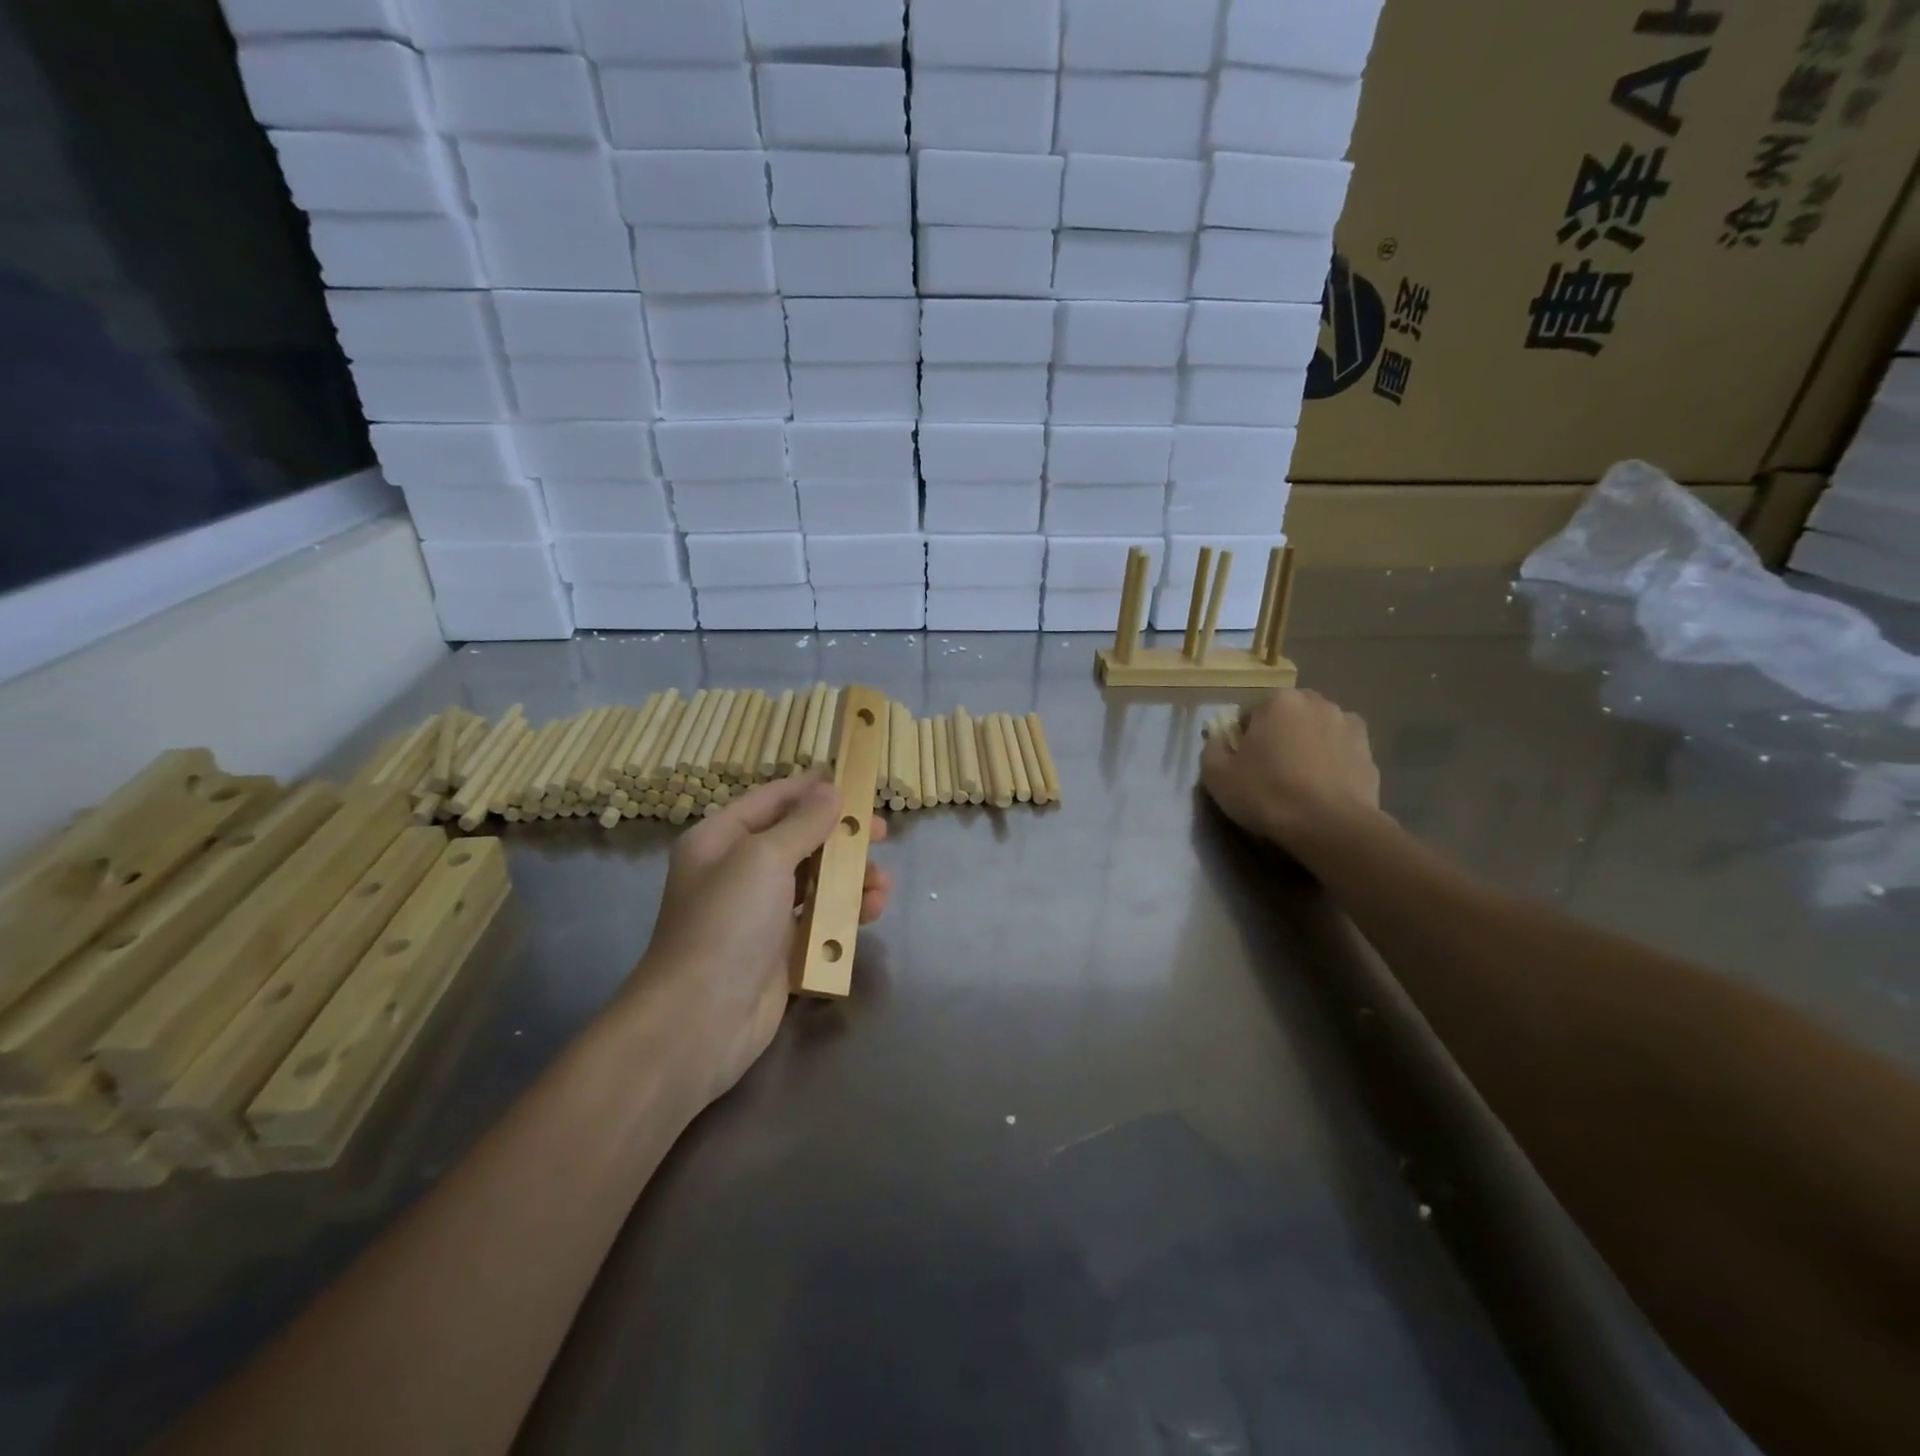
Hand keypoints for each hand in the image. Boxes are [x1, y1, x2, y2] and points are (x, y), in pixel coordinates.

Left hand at [633, 772, 890, 1107]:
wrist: (701, 1020)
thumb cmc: (727, 923)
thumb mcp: (764, 858)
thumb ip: (803, 823)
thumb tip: (830, 790)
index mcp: (722, 840)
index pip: (772, 799)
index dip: (811, 788)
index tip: (853, 779)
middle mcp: (739, 871)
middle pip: (800, 839)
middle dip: (841, 835)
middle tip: (880, 832)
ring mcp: (760, 912)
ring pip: (816, 880)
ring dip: (851, 876)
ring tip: (880, 884)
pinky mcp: (781, 948)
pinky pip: (820, 917)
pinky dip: (846, 911)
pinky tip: (871, 911)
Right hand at [1200, 688, 1382, 851]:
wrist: (1331, 827)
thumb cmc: (1267, 794)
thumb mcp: (1217, 776)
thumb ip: (1212, 749)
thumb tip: (1218, 739)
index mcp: (1279, 700)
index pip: (1251, 712)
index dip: (1243, 738)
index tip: (1242, 763)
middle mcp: (1317, 702)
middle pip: (1288, 716)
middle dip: (1279, 735)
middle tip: (1270, 770)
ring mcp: (1349, 725)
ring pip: (1317, 731)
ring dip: (1308, 745)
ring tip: (1300, 781)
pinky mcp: (1370, 753)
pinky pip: (1341, 752)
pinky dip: (1332, 763)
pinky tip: (1323, 790)